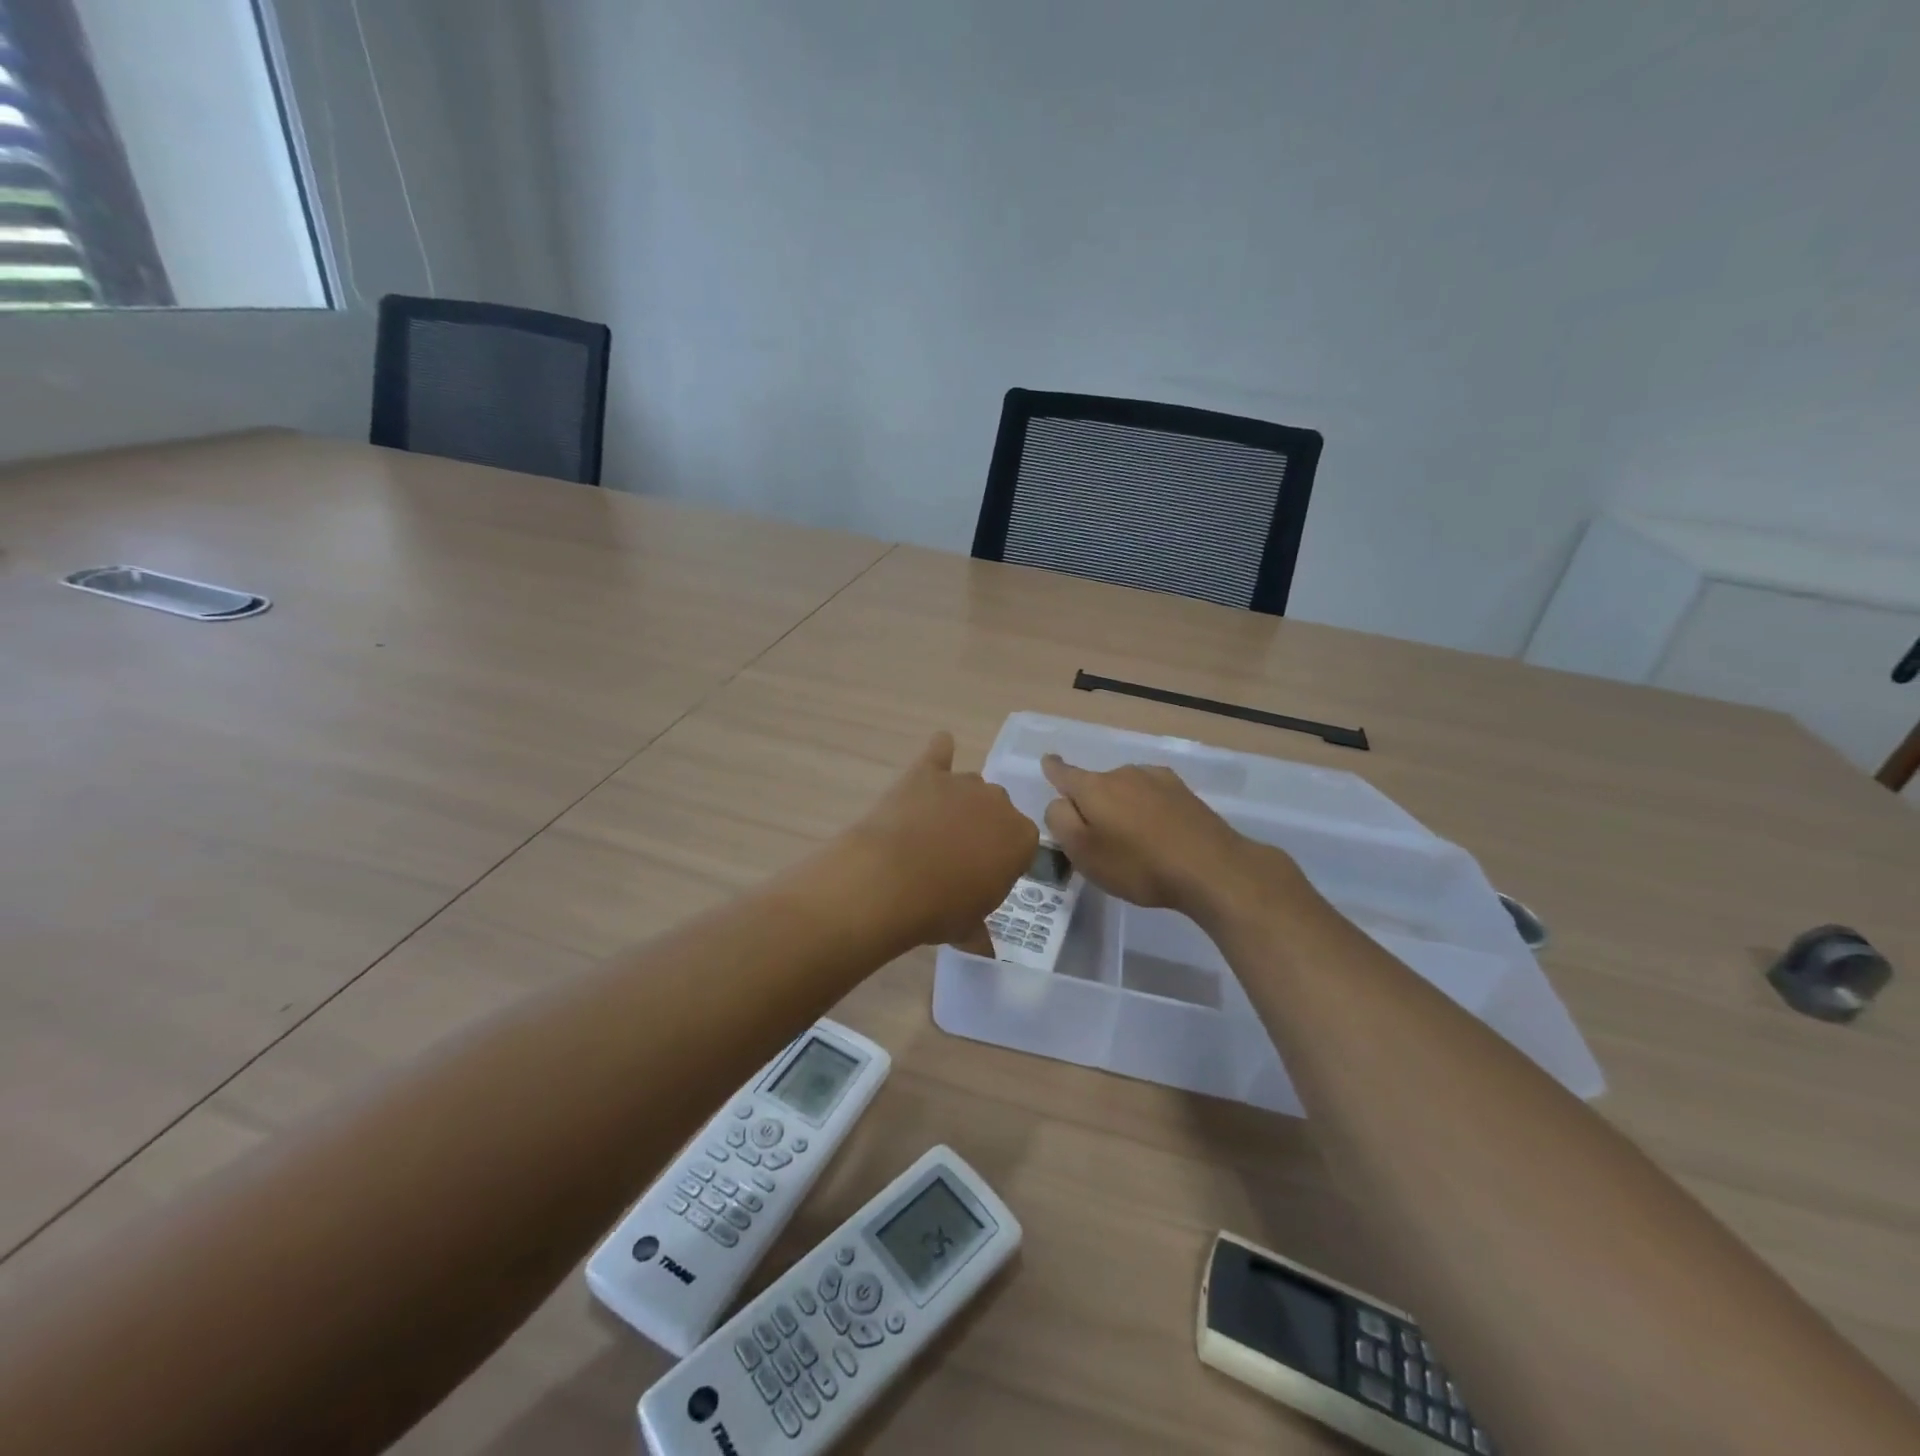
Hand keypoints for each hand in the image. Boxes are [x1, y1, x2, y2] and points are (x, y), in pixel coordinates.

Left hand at [844, 732, 1036, 951]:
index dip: (1001, 859)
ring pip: (969, 786)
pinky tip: (938, 751)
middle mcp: (998, 803)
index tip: (982, 876)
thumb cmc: (939, 909)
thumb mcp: (969, 929)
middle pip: (996, 810)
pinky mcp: (926, 772)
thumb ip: (981, 931)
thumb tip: (985, 948)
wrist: (889, 882)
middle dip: (981, 828)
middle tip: (954, 856)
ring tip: (931, 828)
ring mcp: (962, 783)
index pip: (1022, 843)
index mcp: (1021, 839)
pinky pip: (940, 751)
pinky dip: (939, 752)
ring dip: (957, 802)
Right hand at [1041, 753, 1300, 915]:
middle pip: (1096, 784)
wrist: (1211, 868)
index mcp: (1094, 787)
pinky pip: (1151, 796)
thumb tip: (1059, 802)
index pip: (1064, 772)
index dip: (1053, 769)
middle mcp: (1123, 773)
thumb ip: (1060, 821)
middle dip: (1091, 803)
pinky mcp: (1183, 792)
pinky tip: (1157, 832)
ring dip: (1121, 806)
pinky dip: (1146, 809)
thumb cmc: (1138, 865)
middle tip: (1096, 839)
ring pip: (1125, 789)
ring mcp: (1156, 779)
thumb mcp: (1083, 852)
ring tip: (1130, 840)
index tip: (1048, 762)